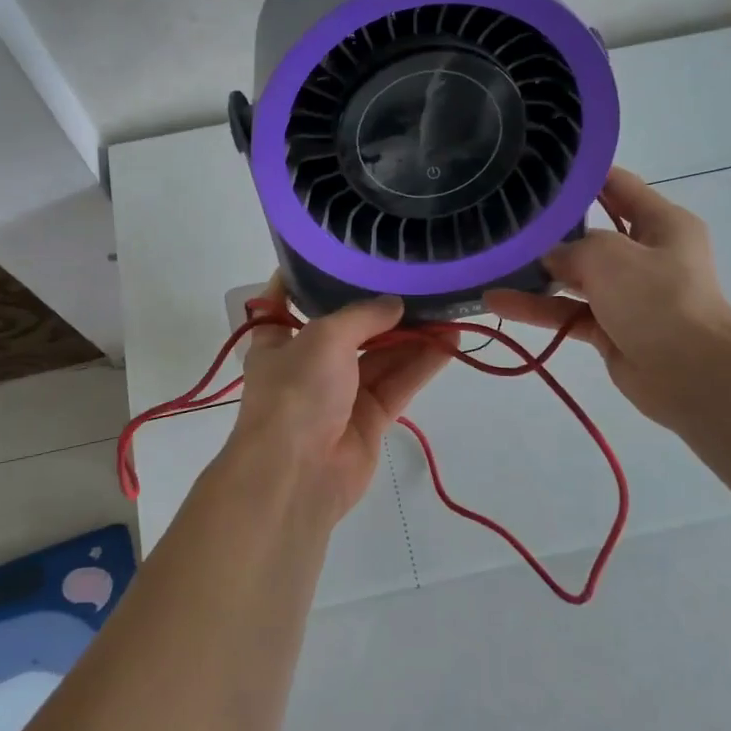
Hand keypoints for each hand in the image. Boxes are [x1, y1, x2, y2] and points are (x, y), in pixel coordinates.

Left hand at [227, 274, 452, 521]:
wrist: (297, 475)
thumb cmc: (296, 392)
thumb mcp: (324, 337)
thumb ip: (362, 315)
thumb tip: (395, 304)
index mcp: (279, 340)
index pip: (287, 300)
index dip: (308, 277)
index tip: (337, 254)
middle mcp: (308, 363)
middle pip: (349, 328)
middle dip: (381, 308)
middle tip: (418, 280)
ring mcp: (341, 393)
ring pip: (381, 355)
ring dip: (412, 334)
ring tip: (446, 306)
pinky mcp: (370, 419)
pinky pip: (399, 383)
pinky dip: (422, 364)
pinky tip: (451, 342)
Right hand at [486, 166, 730, 428]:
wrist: (692, 374)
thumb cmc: (658, 299)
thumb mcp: (609, 256)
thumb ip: (571, 247)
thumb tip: (548, 257)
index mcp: (661, 224)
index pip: (618, 186)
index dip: (582, 176)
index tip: (539, 169)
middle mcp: (646, 254)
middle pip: (590, 233)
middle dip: (550, 230)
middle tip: (505, 218)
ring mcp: (628, 294)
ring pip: (574, 276)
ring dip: (536, 274)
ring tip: (492, 264)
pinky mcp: (611, 328)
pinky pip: (568, 311)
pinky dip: (537, 308)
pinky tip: (498, 303)